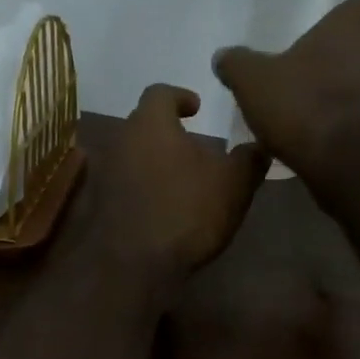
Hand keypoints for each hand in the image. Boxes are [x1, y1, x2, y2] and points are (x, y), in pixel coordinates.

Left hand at [96, 83, 268, 280]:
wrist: (132, 265)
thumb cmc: (186, 211)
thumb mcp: (234, 184)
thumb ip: (249, 159)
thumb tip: (260, 146)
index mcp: (151, 123)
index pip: (161, 93)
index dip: (181, 96)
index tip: (197, 108)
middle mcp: (121, 140)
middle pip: (143, 123)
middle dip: (168, 131)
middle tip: (194, 146)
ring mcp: (104, 174)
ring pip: (132, 155)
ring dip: (154, 161)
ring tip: (182, 179)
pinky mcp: (99, 205)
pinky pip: (124, 184)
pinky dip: (143, 187)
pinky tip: (163, 207)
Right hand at [212, 0, 359, 180]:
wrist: (349, 160)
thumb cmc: (303, 104)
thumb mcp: (253, 82)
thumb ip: (238, 65)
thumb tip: (223, 56)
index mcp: (351, 27)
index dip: (357, 11)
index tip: (337, 25)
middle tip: (331, 66)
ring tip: (328, 106)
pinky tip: (333, 136)